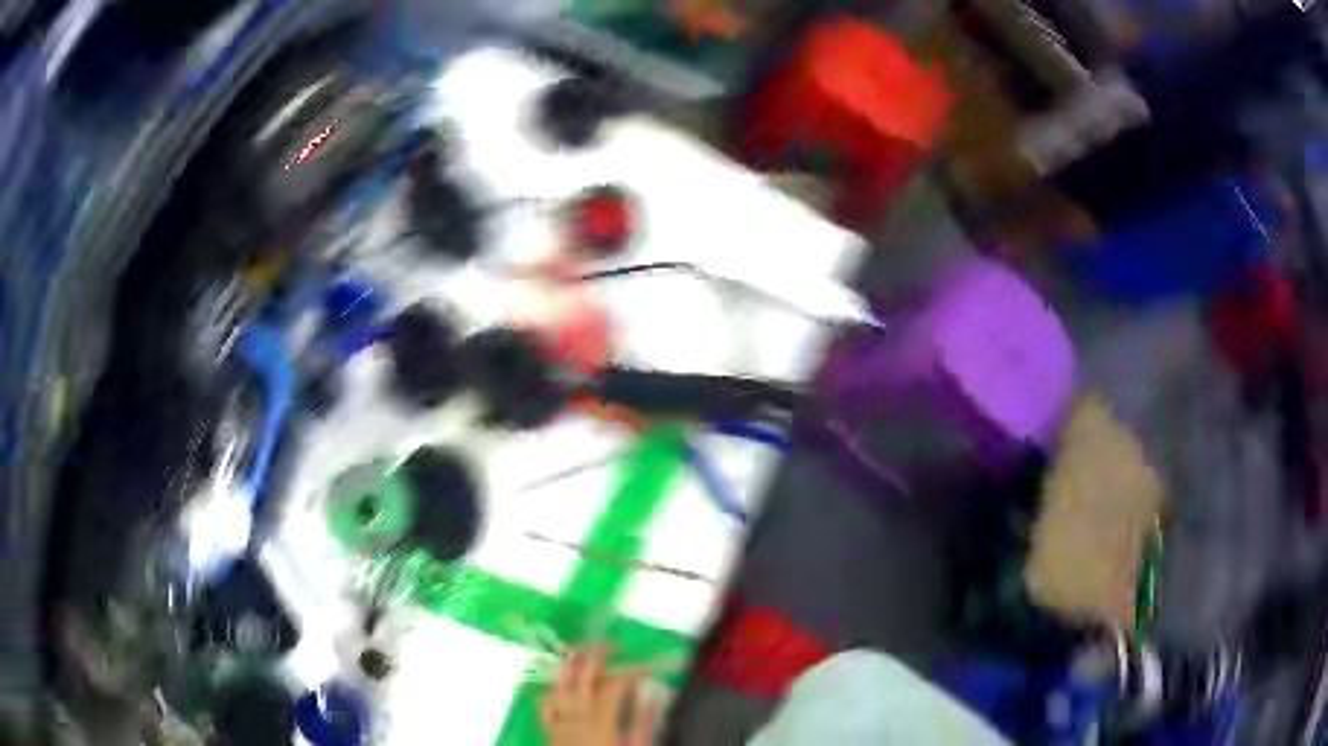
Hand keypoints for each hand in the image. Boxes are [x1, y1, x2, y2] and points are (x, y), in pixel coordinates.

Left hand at [540, 644, 660, 745]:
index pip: (615, 685)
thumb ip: (644, 720)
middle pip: (582, 677)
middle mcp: (576, 718)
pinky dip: (550, 692)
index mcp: (602, 722)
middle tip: (612, 643)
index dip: (630, 670)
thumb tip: (651, 692)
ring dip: (569, 666)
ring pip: (559, 686)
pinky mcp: (549, 731)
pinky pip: (543, 706)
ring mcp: (559, 723)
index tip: (644, 665)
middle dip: (596, 654)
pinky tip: (560, 687)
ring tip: (580, 651)